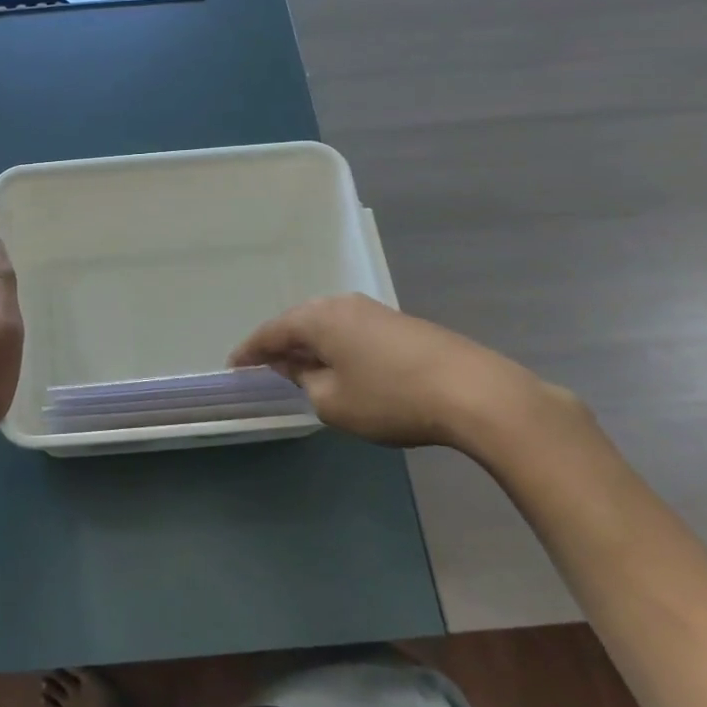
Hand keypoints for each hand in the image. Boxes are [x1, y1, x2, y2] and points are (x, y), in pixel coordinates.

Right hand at [229, 293, 577, 451]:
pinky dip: (336, 349)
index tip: (233, 368)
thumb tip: (298, 368)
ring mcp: (373, 310)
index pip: (270, 332)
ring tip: (300, 372)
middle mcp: (341, 304)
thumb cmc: (390, 397)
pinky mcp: (398, 324)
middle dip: (280, 348)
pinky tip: (342, 369)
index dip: (249, 352)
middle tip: (264, 371)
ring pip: (327, 327)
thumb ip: (304, 383)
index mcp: (317, 317)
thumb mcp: (334, 402)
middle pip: (298, 324)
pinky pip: (351, 333)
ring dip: (310, 348)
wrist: (473, 390)